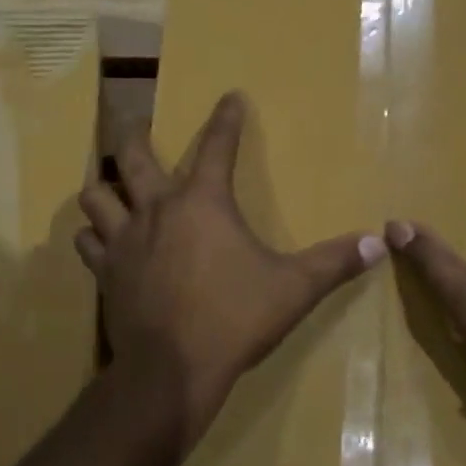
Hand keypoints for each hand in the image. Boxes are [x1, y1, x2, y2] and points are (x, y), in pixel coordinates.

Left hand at [76, 92, 384, 447]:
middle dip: (135, 135)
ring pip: (97, 196)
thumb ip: (334, 262)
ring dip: (104, 187)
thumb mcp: (293, 289)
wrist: (172, 368)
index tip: (229, 97)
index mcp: (203, 203)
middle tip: (137, 128)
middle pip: (133, 156)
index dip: (226, 119)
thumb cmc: (235, 318)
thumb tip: (378, 243)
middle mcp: (156, 209)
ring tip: (112, 187)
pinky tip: (100, 241)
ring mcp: (123, 240)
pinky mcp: (105, 273)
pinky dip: (93, 236)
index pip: (218, 146)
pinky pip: (87, 242)